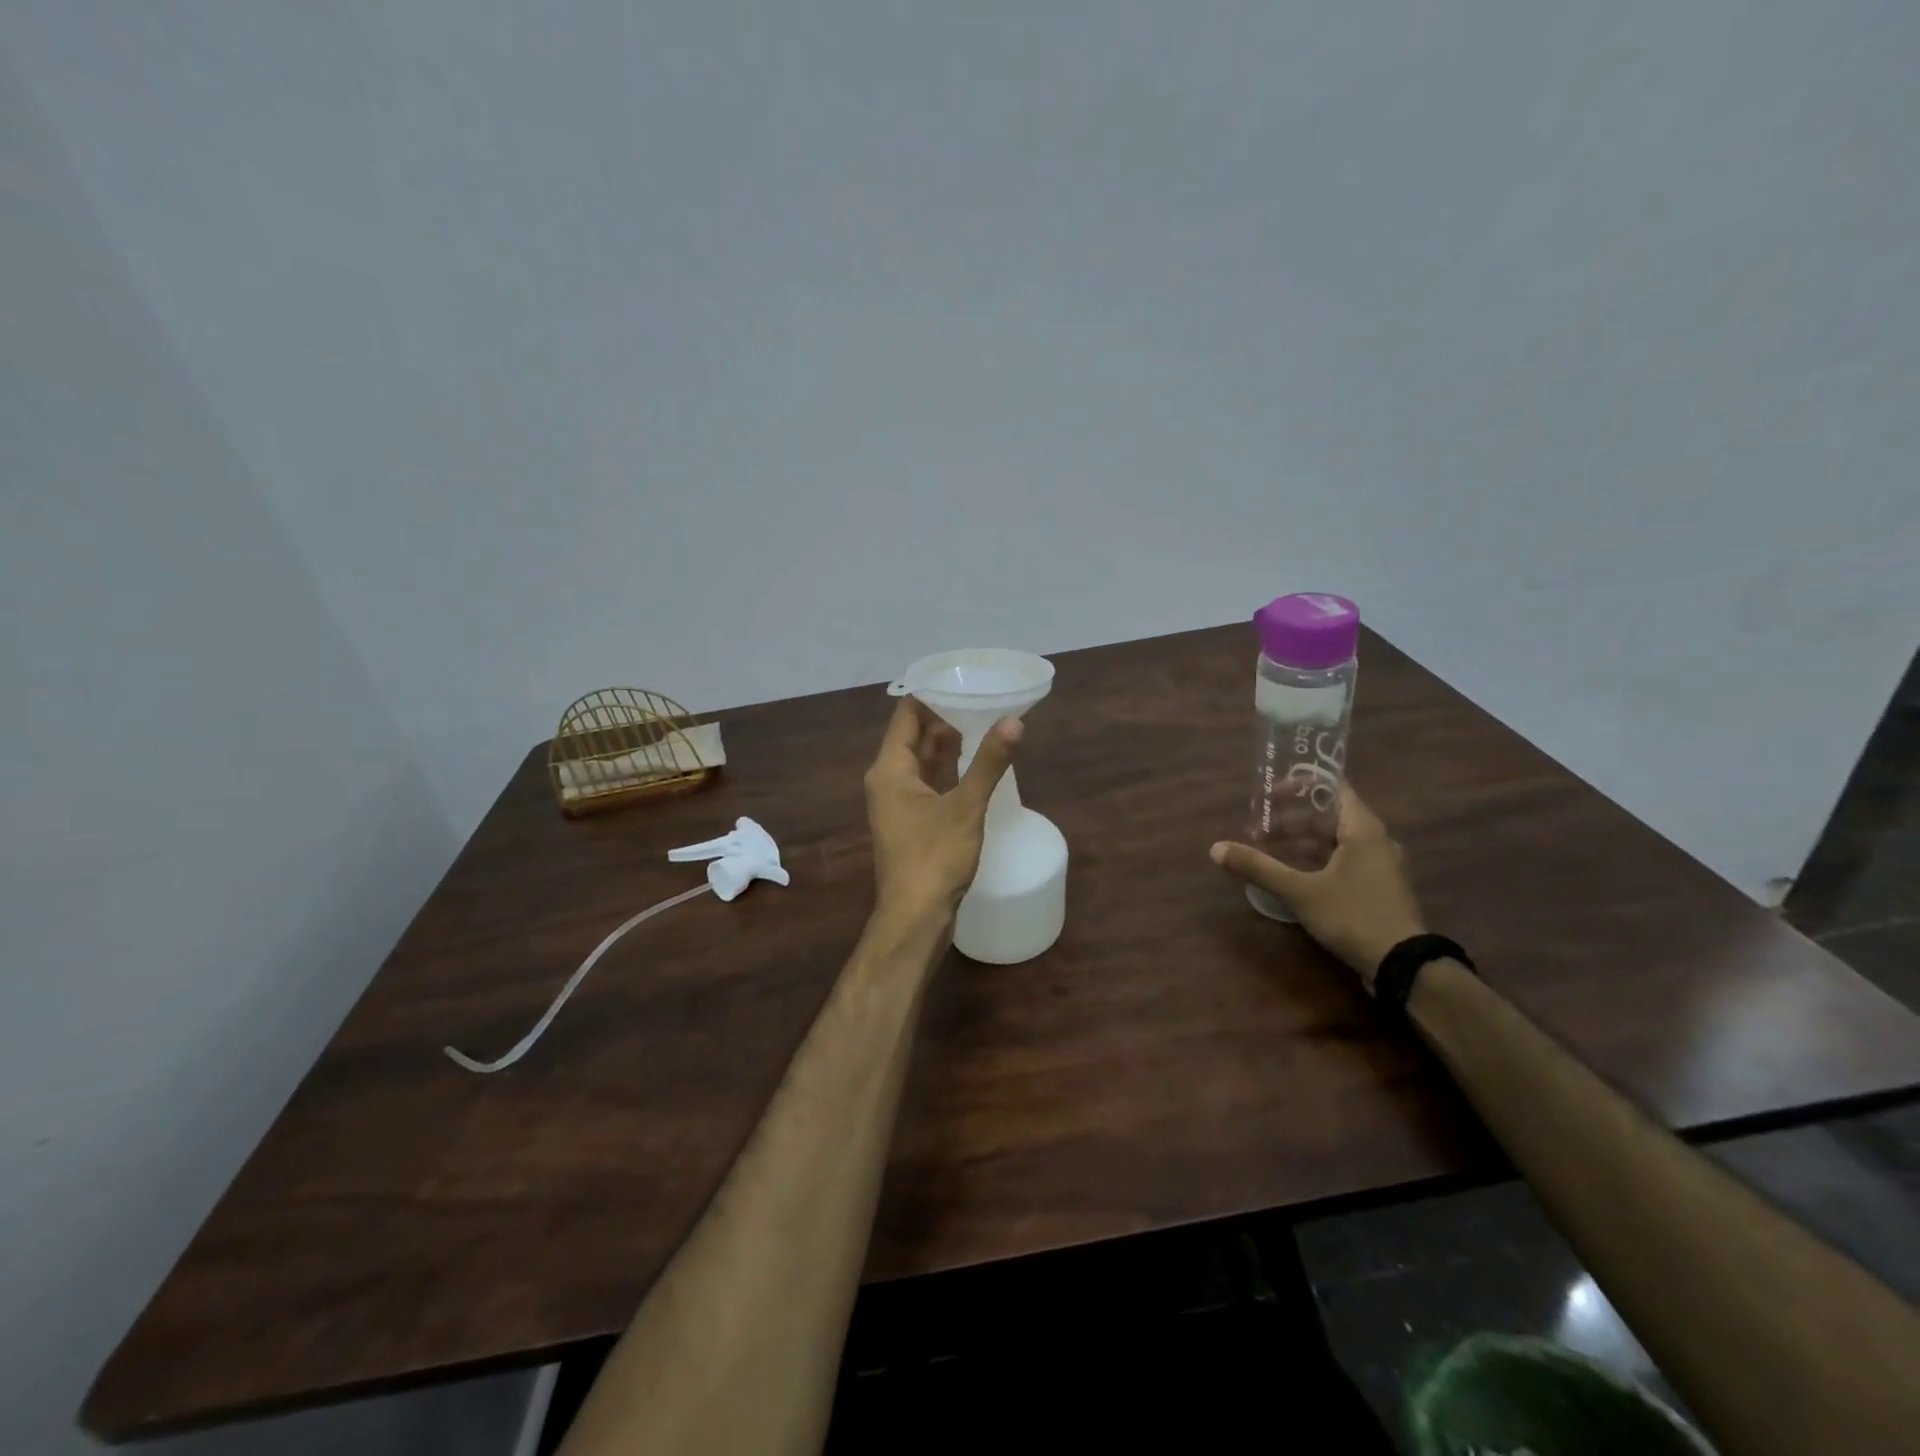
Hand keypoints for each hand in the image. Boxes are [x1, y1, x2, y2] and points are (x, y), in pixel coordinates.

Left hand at [865, 698, 1021, 923]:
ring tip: (984, 722)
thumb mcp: (966, 806)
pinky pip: (928, 782)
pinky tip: (974, 763)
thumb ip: (989, 762)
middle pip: (914, 735)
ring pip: (922, 760)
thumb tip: (1014, 721)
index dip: (932, 693)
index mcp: (890, 769)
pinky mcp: (911, 821)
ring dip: (948, 743)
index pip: (907, 714)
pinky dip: (948, 768)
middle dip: (946, 716)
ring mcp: (898, 802)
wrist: (915, 917)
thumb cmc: (935, 858)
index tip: (963, 679)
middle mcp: (888, 780)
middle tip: (983, 698)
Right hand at [1210, 785, 1425, 988]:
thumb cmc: (1353, 916)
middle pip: (1329, 816)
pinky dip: (1316, 859)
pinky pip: (1343, 860)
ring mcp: (1380, 866)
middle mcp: (1376, 840)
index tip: (1269, 795)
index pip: (1332, 787)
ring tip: (1269, 852)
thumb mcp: (1299, 891)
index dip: (1299, 785)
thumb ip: (1258, 867)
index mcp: (1363, 829)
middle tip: (1258, 832)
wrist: (1404, 966)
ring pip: (1335, 840)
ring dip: (1301, 842)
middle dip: (1290, 820)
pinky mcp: (1378, 888)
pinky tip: (1294, 876)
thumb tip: (1215, 849)